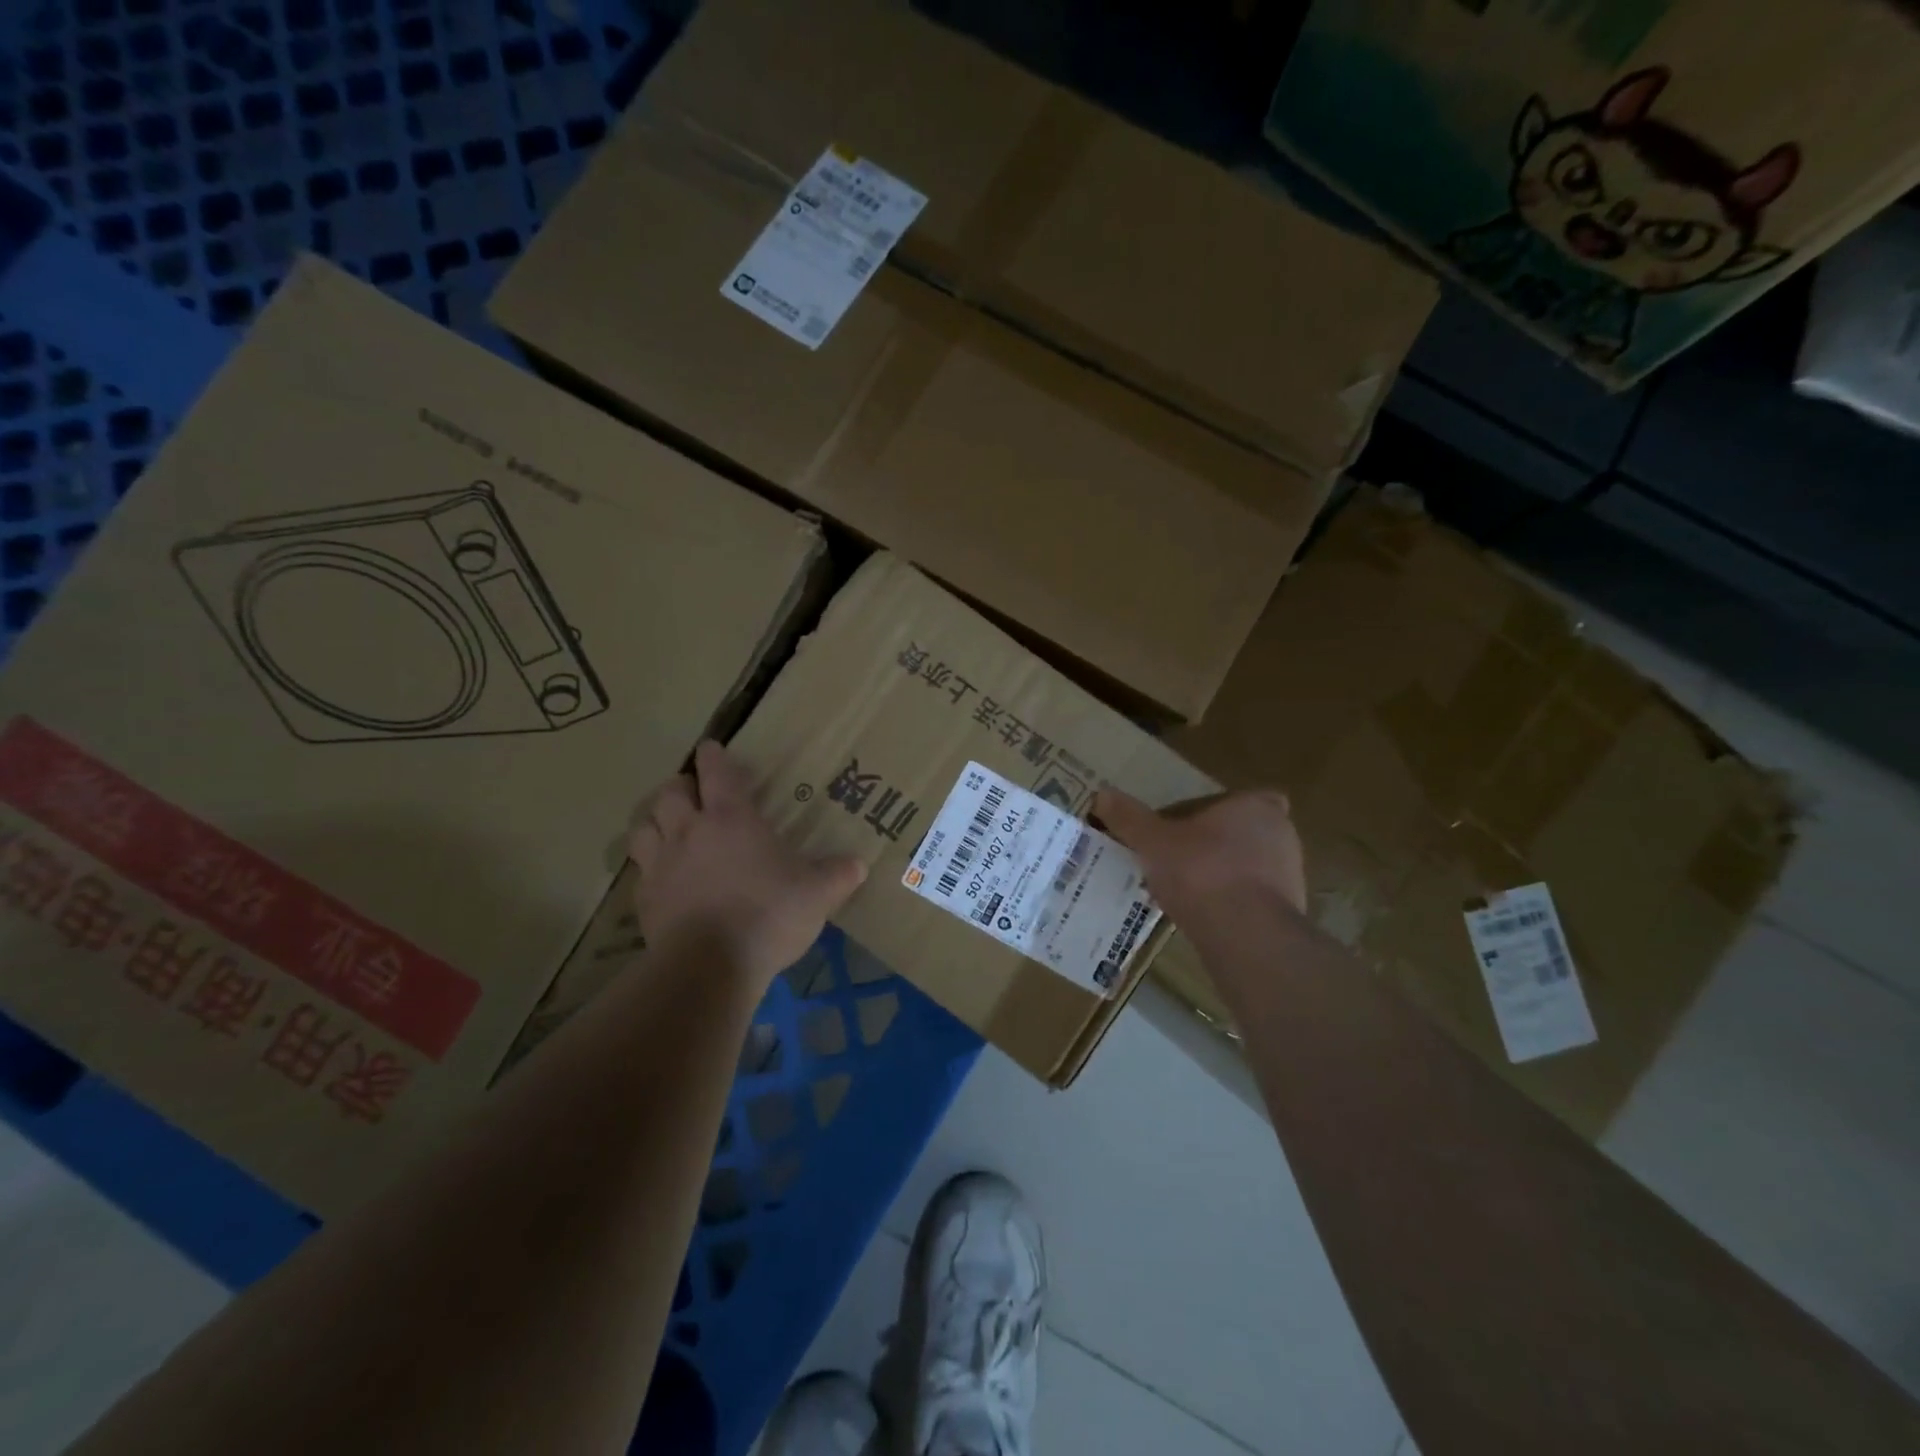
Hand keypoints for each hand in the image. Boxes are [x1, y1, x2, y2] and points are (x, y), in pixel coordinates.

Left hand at [629, 741, 866, 984]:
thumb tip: (859, 864)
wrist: (710, 966)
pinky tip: (664, 879)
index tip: (711, 748)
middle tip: (693, 792)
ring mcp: (661, 864)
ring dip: (655, 821)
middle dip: (681, 786)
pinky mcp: (644, 899)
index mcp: (731, 819)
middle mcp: (690, 832)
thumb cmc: (768, 915)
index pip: (716, 771)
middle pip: (670, 792)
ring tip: (669, 828)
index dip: (713, 756)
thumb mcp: (817, 894)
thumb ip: (838, 875)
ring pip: (643, 826)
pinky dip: (649, 866)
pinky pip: (640, 870)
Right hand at [1094, 787, 1307, 924]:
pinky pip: (1254, 901)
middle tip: (1180, 858)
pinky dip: (1232, 905)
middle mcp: (1281, 836)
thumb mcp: (1152, 841)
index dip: (1218, 811)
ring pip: (1250, 868)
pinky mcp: (1288, 914)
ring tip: (1185, 891)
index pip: (1242, 799)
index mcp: (1255, 807)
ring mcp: (1290, 876)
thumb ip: (1129, 818)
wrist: (1245, 934)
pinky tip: (1203, 918)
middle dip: (1216, 844)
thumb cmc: (1200, 871)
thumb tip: (1102, 794)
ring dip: (1224, 876)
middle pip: (1245, 833)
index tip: (1190, 827)